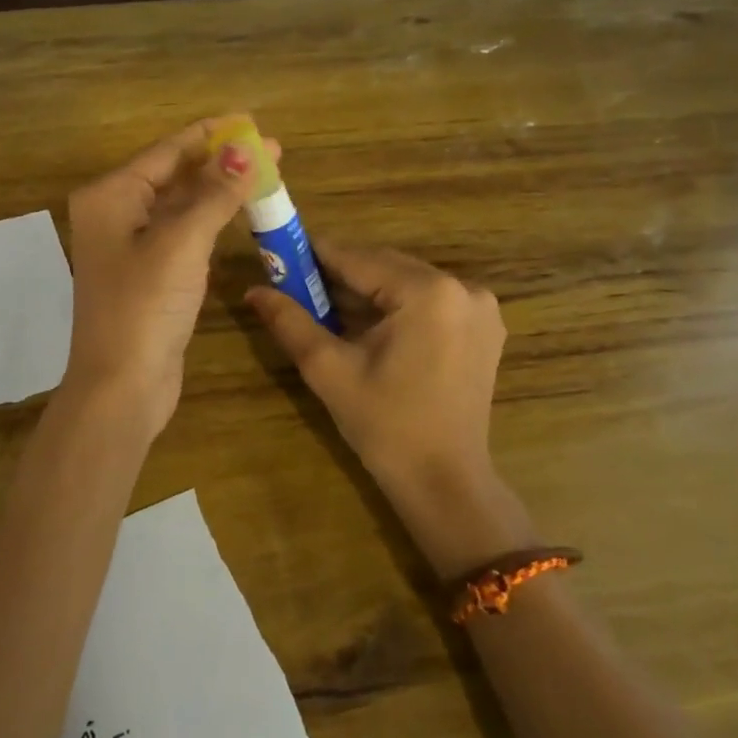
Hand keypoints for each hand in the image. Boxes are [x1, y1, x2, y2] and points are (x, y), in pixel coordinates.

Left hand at [61, 121, 274, 441]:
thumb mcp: (182, 243)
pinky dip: (211, 223)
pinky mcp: (149, 276)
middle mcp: (116, 215)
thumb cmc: (145, 307)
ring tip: (265, 176)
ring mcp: (131, 248)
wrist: (121, 387)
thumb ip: (215, 194)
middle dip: (221, 163)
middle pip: (174, 175)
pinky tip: (239, 215)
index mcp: (111, 196)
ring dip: (219, 192)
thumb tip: (248, 150)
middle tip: (272, 150)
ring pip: (181, 207)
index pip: (167, 151)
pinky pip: (184, 236)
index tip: (252, 120)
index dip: (212, 134)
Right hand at [247, 243, 534, 573]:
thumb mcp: (329, 369)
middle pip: (386, 267)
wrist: (445, 482)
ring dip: (368, 291)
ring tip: (328, 309)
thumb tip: (254, 290)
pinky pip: (429, 302)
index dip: (316, 256)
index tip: (282, 255)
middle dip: (341, 275)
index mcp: (428, 292)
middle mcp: (462, 288)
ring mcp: (480, 308)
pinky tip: (370, 329)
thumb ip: (290, 321)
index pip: (359, 259)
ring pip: (407, 283)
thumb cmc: (384, 425)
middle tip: (299, 286)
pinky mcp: (483, 328)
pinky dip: (397, 307)